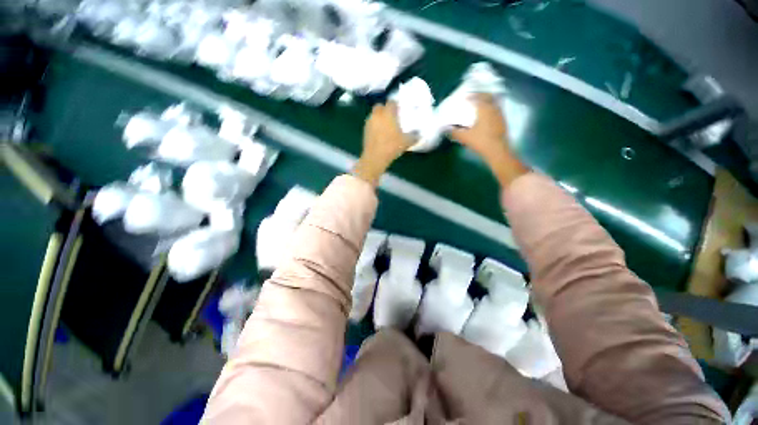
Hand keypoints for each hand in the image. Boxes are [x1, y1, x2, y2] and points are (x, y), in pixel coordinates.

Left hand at [352, 101, 411, 185]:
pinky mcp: (365, 131)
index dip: (396, 106)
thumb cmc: (392, 146)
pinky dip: (375, 127)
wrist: (375, 157)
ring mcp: (369, 122)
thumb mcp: (406, 142)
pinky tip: (380, 135)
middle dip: (385, 109)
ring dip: (379, 118)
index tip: (400, 111)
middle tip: (392, 118)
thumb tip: (419, 135)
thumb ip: (414, 136)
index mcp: (388, 113)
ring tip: (386, 127)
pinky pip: (371, 124)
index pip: (391, 103)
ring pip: (374, 115)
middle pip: (380, 106)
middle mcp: (377, 114)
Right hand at [449, 94, 528, 187]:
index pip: (478, 98)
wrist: (497, 150)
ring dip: (488, 101)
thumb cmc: (480, 141)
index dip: (471, 96)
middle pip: (489, 96)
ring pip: (494, 102)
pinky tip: (487, 114)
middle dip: (481, 95)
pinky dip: (492, 108)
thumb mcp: (465, 137)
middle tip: (475, 97)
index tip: (466, 97)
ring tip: (481, 104)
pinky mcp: (503, 121)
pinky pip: (497, 109)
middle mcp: (493, 108)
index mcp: (484, 109)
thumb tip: (446, 128)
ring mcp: (500, 114)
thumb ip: (454, 132)